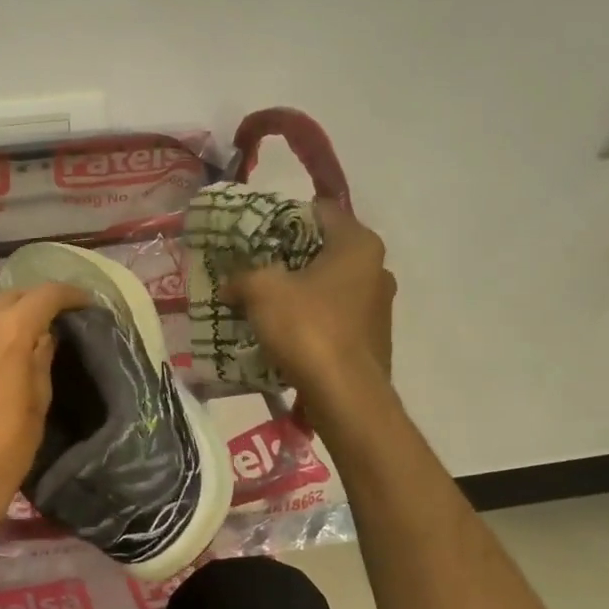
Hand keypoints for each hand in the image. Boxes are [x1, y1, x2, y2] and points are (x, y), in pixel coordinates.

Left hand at [0, 282, 92, 543]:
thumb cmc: (7, 447)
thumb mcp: (39, 401)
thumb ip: (42, 357)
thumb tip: (44, 334)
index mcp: (8, 332)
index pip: (44, 295)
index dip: (69, 294)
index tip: (84, 302)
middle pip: (10, 296)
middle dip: (35, 301)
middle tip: (54, 316)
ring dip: (6, 316)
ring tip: (21, 334)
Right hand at [227, 201, 395, 422]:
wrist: (346, 397)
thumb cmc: (308, 327)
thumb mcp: (261, 290)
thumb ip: (242, 276)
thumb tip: (230, 284)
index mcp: (358, 244)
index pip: (320, 210)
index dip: (285, 215)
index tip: (257, 228)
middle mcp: (377, 269)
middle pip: (325, 248)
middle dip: (289, 254)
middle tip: (254, 262)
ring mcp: (379, 306)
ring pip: (330, 284)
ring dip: (300, 288)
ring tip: (265, 298)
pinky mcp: (372, 338)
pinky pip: (335, 314)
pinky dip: (311, 316)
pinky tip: (284, 329)